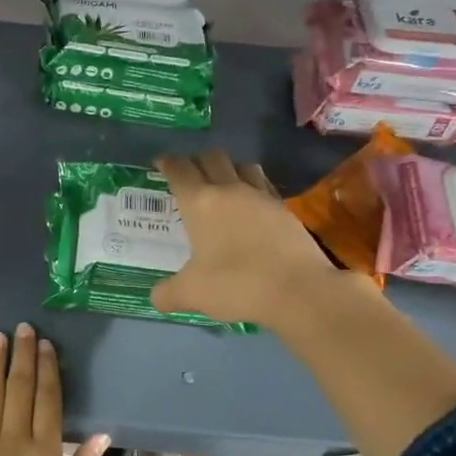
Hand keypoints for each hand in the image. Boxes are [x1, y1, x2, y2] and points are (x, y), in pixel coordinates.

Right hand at [150, 150, 342, 328]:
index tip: (161, 163)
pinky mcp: (285, 209)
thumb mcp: (191, 294)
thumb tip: (157, 298)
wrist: (298, 289)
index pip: (179, 171)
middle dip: (197, 161)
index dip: (167, 163)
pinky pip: (263, 186)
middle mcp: (230, 190)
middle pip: (212, 158)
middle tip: (189, 175)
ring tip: (222, 185)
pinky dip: (252, 188)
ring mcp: (261, 197)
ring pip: (242, 166)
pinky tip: (250, 207)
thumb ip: (167, 294)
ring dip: (228, 169)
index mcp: (200, 203)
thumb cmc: (236, 284)